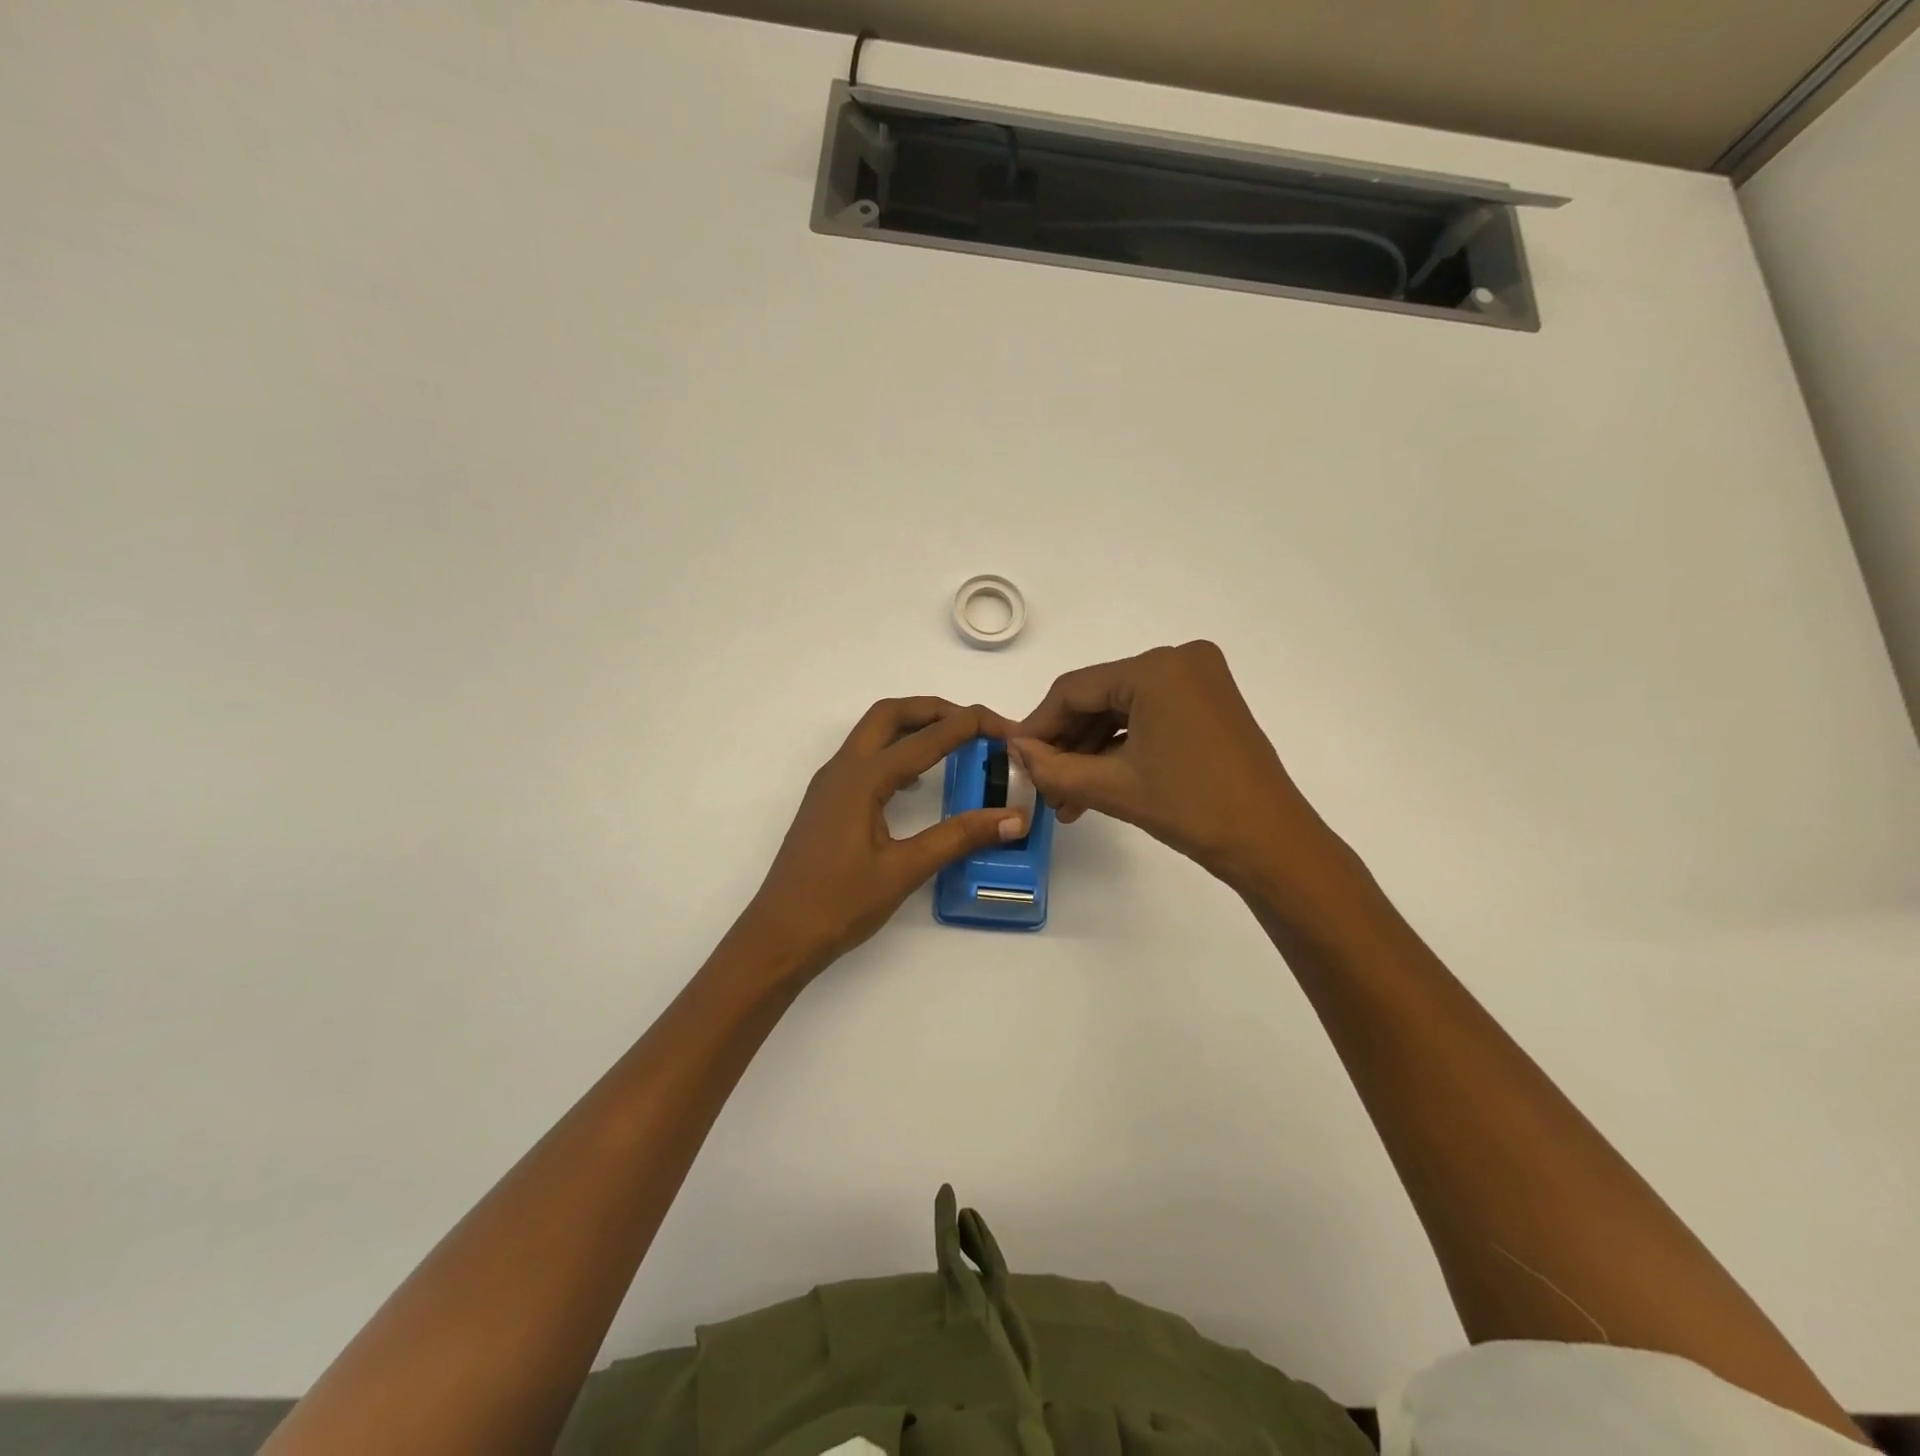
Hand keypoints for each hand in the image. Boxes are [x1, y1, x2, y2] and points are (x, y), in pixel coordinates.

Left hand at [738, 698, 1028, 975]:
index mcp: (861, 779)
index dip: (969, 725)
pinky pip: (866, 758)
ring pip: (874, 733)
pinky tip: (919, 780)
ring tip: (955, 742)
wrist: (779, 936)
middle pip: (890, 715)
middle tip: (977, 723)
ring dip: (914, 726)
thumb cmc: (839, 904)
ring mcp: (830, 785)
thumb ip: (959, 837)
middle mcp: (842, 770)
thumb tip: (1014, 818)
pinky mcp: (828, 803)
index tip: (1006, 727)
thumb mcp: (905, 870)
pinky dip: (897, 751)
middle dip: (936, 709)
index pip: (925, 738)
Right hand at [1011, 642, 1345, 895]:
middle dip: (1068, 744)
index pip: (1074, 689)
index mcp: (1156, 668)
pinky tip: (1098, 783)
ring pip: (1123, 709)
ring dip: (1093, 751)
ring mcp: (1200, 679)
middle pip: (1099, 697)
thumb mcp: (1112, 787)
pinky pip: (1150, 715)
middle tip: (1044, 786)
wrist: (1271, 843)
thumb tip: (1013, 749)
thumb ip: (1053, 766)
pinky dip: (1123, 746)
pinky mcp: (1210, 701)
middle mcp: (1179, 659)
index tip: (1015, 757)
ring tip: (1068, 799)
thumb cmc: (1191, 808)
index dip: (1038, 725)